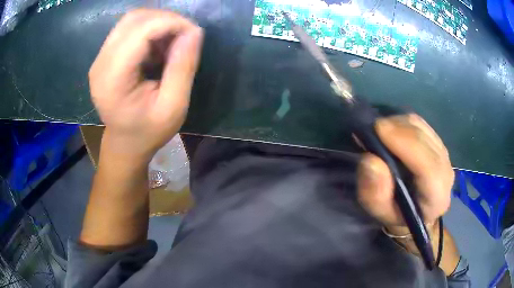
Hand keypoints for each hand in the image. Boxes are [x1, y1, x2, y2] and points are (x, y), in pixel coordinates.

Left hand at [89, 9, 203, 160]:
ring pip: (131, 20)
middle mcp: (101, 63)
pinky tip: (158, 47)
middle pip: (134, 19)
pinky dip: (149, 30)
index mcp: (113, 78)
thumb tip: (194, 32)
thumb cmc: (148, 132)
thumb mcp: (173, 107)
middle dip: (165, 19)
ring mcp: (100, 58)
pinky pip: (128, 29)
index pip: (141, 30)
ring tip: (172, 42)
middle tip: (185, 36)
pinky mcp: (105, 56)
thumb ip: (183, 68)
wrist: (124, 143)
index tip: (194, 33)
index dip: (172, 23)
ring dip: (157, 23)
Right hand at [357, 114, 453, 233]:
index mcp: (436, 198)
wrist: (415, 209)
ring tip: (379, 133)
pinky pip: (420, 123)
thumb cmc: (397, 214)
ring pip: (422, 128)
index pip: (428, 167)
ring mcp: (444, 154)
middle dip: (397, 129)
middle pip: (425, 140)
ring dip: (398, 124)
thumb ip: (374, 193)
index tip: (378, 129)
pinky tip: (392, 131)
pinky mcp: (438, 141)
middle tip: (371, 129)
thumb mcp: (379, 212)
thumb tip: (370, 160)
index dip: (406, 144)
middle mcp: (446, 172)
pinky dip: (403, 122)